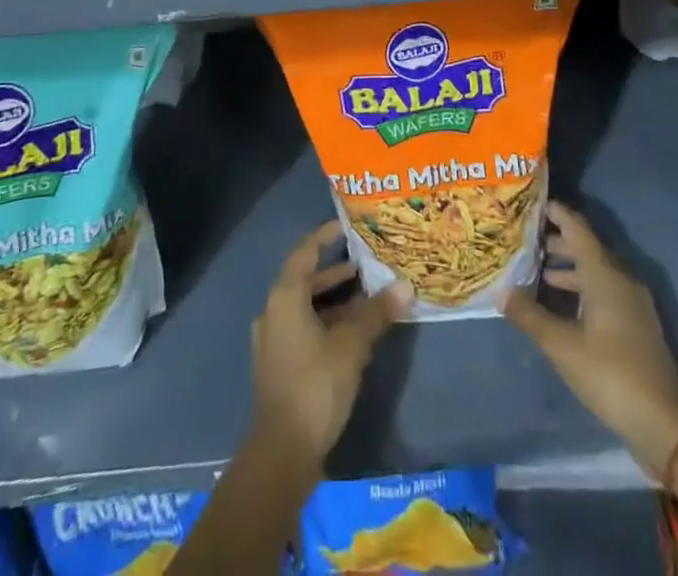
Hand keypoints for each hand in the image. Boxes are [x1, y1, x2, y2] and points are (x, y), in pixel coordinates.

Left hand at [250, 220, 407, 467]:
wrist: (283, 451)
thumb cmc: (315, 384)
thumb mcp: (351, 344)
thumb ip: (376, 312)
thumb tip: (404, 286)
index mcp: (285, 297)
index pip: (304, 252)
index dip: (324, 236)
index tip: (345, 226)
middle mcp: (273, 311)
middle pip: (305, 280)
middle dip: (335, 272)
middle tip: (365, 264)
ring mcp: (273, 340)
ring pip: (305, 307)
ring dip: (333, 300)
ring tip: (366, 296)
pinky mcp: (278, 365)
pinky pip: (303, 328)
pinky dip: (325, 322)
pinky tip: (351, 333)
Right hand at [501, 201, 677, 479]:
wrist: (664, 423)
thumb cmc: (611, 374)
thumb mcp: (562, 346)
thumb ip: (530, 316)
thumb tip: (502, 292)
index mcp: (605, 274)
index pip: (577, 228)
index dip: (556, 212)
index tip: (530, 203)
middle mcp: (621, 279)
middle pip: (586, 247)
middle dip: (556, 241)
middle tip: (524, 239)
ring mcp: (631, 303)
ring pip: (595, 271)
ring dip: (568, 267)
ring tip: (536, 271)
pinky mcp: (635, 325)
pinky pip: (603, 290)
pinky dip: (580, 288)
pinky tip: (560, 305)